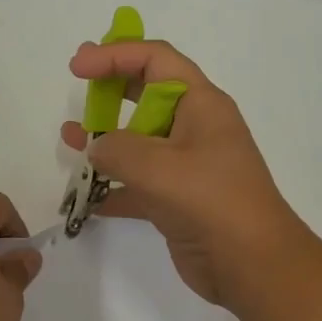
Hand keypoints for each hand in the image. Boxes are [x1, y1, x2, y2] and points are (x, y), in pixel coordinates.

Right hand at [60, 40, 309, 307]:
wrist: (252, 265)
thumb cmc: (212, 203)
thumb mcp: (159, 167)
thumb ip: (117, 149)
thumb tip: (96, 148)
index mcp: (201, 105)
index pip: (156, 61)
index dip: (116, 55)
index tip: (78, 68)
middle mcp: (195, 129)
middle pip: (148, 95)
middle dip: (112, 89)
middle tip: (78, 88)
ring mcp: (187, 167)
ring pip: (139, 142)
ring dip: (105, 139)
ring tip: (69, 138)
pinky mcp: (178, 201)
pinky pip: (138, 184)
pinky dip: (113, 187)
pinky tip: (86, 196)